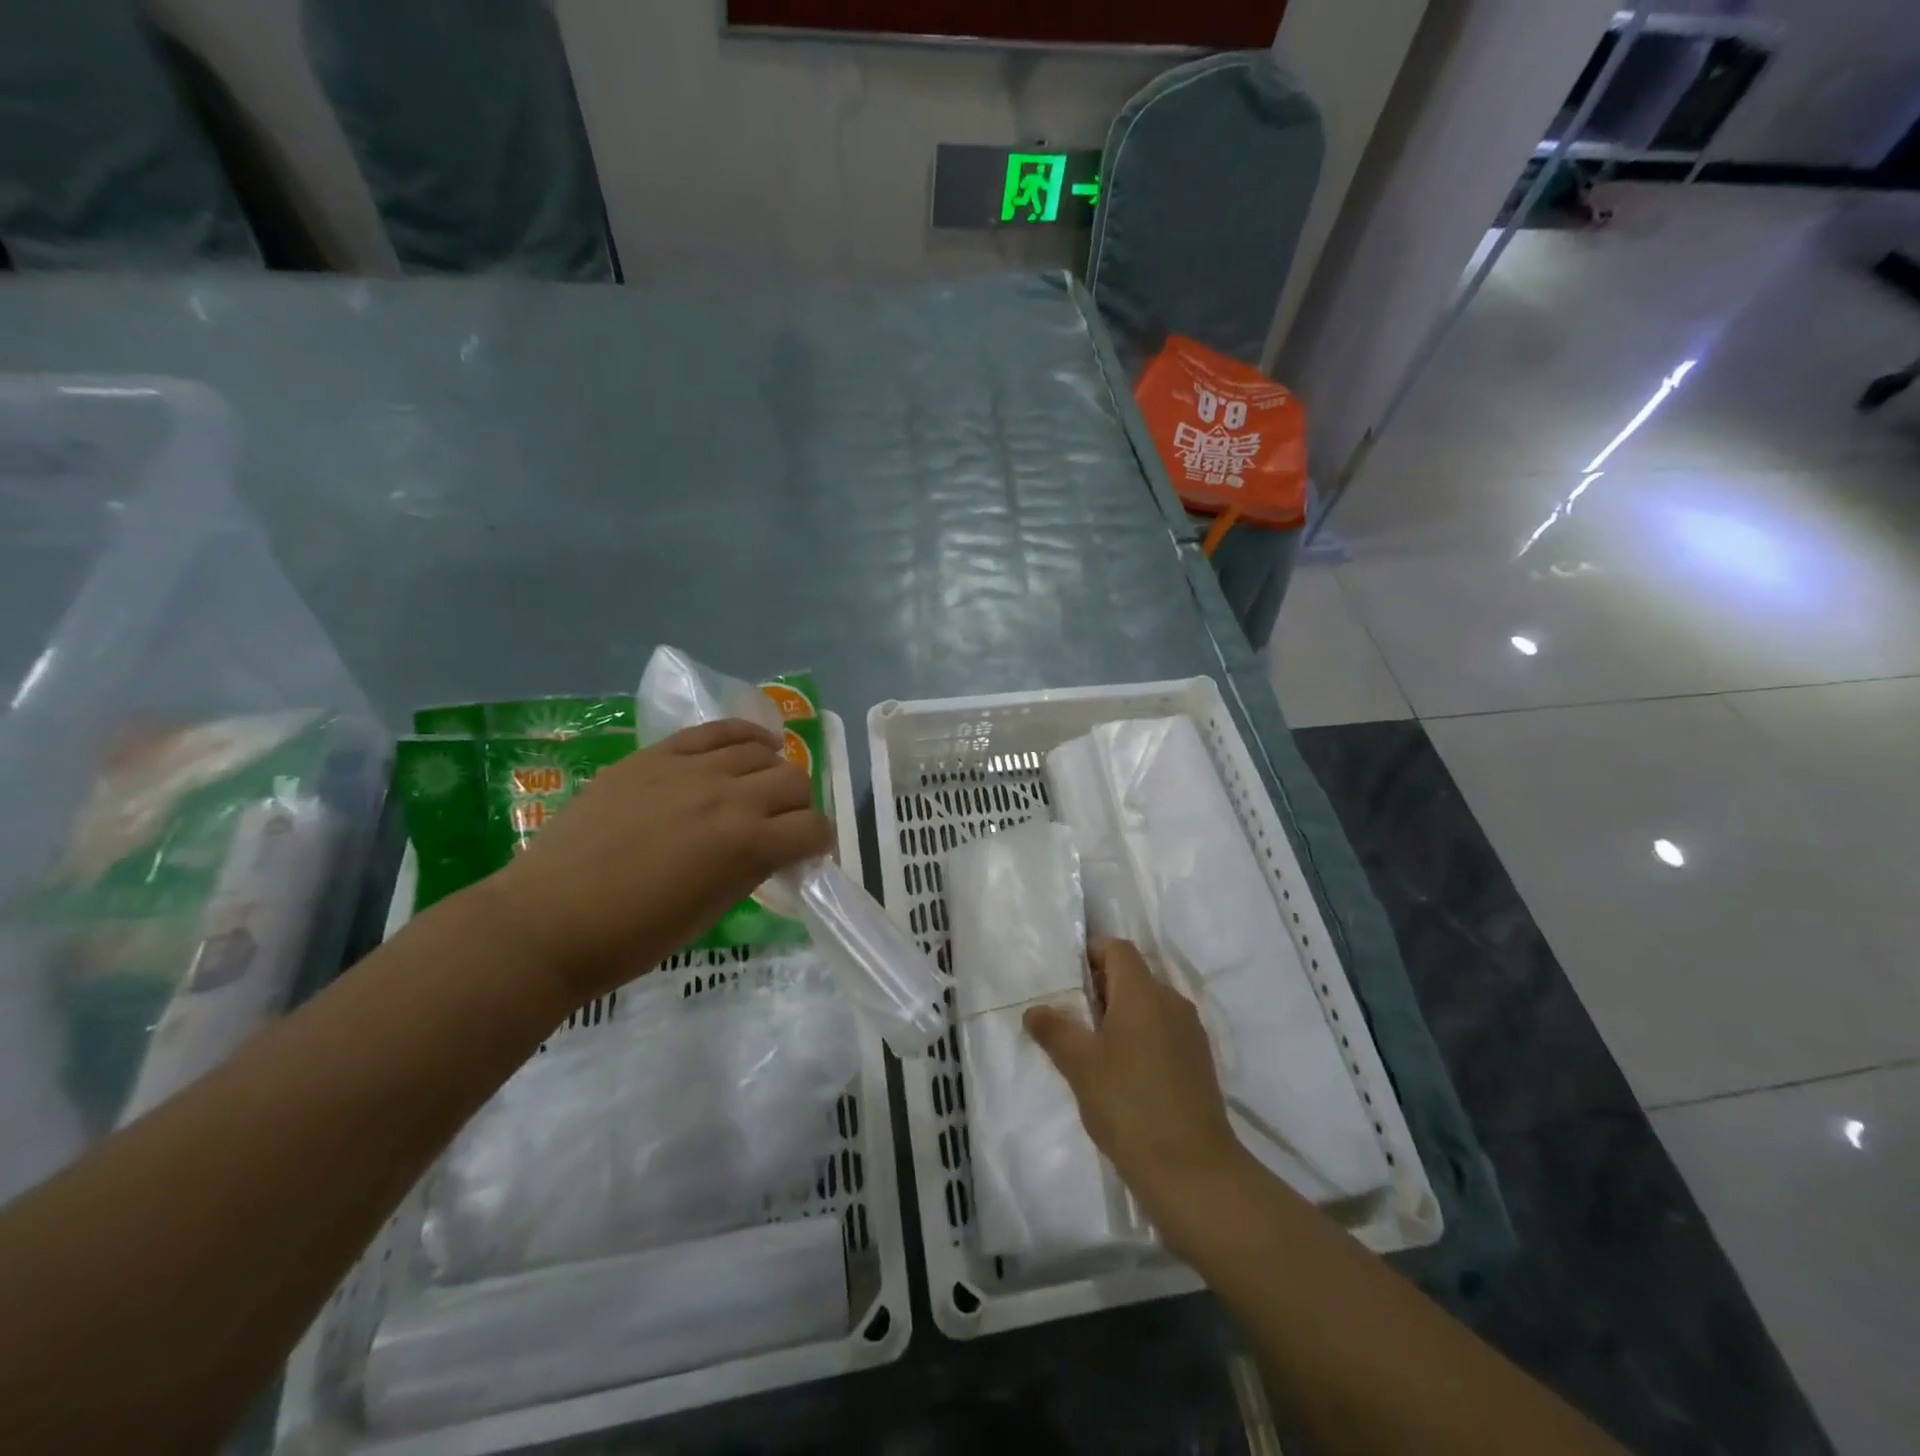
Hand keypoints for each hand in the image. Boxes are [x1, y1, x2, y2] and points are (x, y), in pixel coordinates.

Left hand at [472, 720, 831, 1004]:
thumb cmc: (634, 936)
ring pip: (761, 751)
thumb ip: (753, 868)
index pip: (814, 829)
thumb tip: (774, 848)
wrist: (548, 920)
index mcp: (748, 846)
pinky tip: (753, 745)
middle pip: (795, 781)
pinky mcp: (656, 755)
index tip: (804, 853)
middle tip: (778, 825)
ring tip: (757, 788)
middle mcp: (730, 797)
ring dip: (770, 772)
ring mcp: (690, 769)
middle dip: (798, 806)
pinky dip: (744, 735)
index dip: (817, 843)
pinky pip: (716, 730)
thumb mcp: (714, 909)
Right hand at [1024, 939, 1250, 1255]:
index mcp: (1144, 992)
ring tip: (1092, 1050)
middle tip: (1070, 1018)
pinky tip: (1122, 1075)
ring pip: (1148, 1006)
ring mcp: (1190, 1033)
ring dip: (1120, 1016)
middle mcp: (1172, 1002)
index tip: (1066, 981)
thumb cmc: (1129, 1105)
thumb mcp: (1080, 1065)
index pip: (1117, 949)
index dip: (1090, 954)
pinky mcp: (1199, 1062)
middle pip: (1133, 976)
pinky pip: (1163, 1031)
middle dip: (1100, 989)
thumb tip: (1034, 1010)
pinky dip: (1140, 1038)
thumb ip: (1055, 1031)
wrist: (1193, 1171)